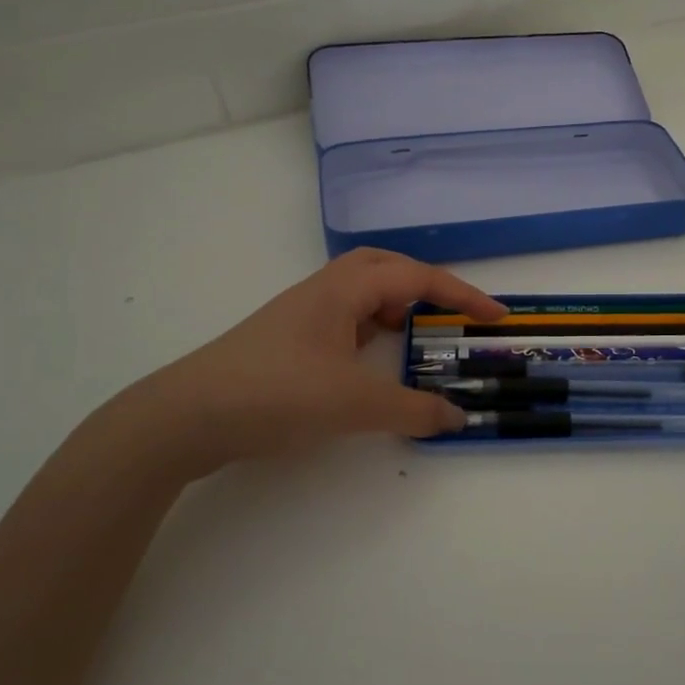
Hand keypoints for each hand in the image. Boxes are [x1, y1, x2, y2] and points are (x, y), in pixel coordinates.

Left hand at [72, 249, 505, 488]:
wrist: (187, 416)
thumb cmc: (277, 394)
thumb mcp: (354, 404)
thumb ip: (412, 410)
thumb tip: (458, 417)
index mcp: (344, 290)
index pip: (417, 278)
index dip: (463, 295)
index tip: (497, 316)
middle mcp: (323, 291)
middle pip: (386, 267)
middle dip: (425, 285)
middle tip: (450, 314)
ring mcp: (301, 314)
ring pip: (360, 292)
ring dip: (394, 305)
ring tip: (412, 338)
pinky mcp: (286, 339)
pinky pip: (342, 318)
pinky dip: (369, 330)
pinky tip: (368, 362)